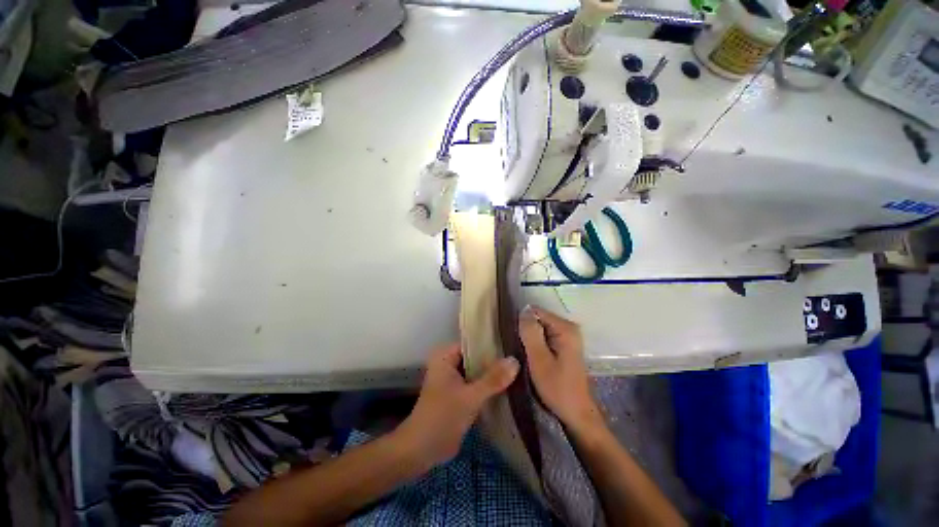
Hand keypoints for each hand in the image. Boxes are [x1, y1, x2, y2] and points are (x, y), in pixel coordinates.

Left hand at [396, 343, 518, 468]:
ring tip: (520, 370)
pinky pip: (478, 385)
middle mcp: (450, 363)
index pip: (473, 342)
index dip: (493, 343)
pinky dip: (490, 387)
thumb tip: (515, 361)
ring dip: (494, 375)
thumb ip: (493, 379)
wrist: (423, 451)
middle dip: (496, 360)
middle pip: (477, 357)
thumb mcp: (470, 396)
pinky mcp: (460, 395)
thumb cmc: (442, 417)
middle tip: (521, 358)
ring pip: (479, 372)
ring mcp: (455, 380)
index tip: (514, 345)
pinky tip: (510, 386)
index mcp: (445, 356)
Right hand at [519, 306, 602, 433]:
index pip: (536, 311)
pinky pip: (545, 336)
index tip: (515, 337)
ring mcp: (568, 336)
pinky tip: (533, 356)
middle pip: (539, 318)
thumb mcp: (539, 360)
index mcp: (565, 328)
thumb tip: (523, 310)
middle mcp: (569, 327)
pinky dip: (537, 343)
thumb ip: (530, 333)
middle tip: (519, 349)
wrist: (576, 413)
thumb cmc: (557, 387)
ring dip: (530, 338)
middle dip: (527, 330)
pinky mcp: (565, 345)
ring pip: (541, 328)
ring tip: (524, 354)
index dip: (522, 321)